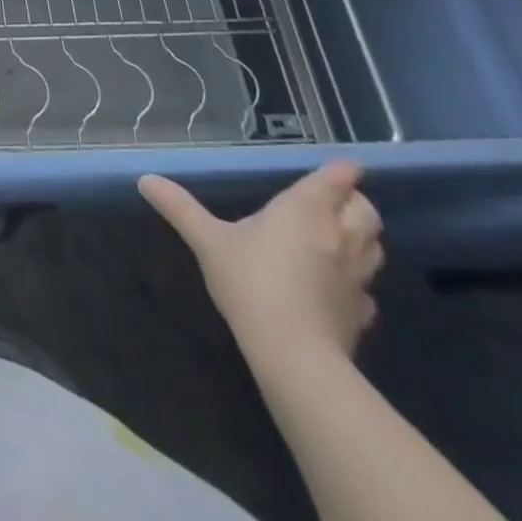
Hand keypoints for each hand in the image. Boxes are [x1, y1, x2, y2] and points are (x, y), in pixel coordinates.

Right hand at [140, 162, 382, 357]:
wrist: (294, 355)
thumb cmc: (251, 282)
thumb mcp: (207, 240)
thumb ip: (180, 208)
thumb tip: (145, 179)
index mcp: (305, 210)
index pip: (337, 179)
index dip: (342, 170)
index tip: (344, 166)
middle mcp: (339, 236)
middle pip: (367, 210)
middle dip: (355, 202)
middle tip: (334, 201)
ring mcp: (356, 277)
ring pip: (376, 246)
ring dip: (363, 236)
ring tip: (339, 237)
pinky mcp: (362, 313)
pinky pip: (367, 287)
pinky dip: (357, 280)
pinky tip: (336, 285)